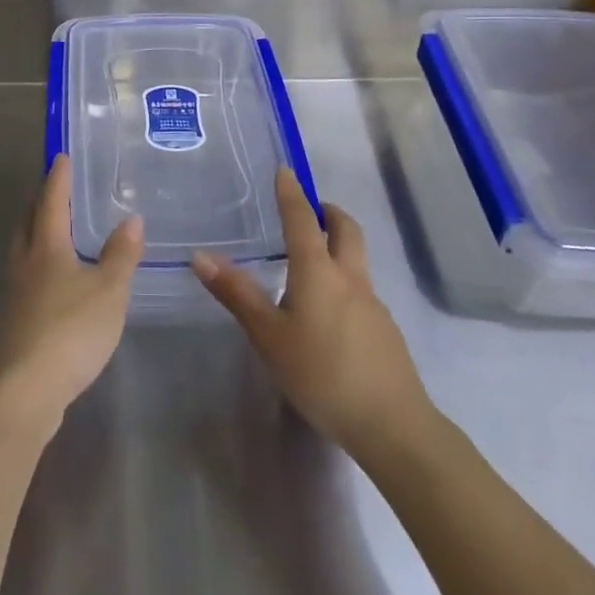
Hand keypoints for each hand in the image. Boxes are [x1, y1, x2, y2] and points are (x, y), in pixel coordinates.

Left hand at [0, 155, 143, 425]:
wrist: (25, 389)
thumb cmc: (71, 330)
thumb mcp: (109, 290)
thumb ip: (121, 254)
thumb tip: (132, 218)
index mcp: (46, 248)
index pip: (50, 202)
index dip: (57, 179)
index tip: (60, 157)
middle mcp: (24, 263)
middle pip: (27, 222)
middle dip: (39, 201)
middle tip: (52, 187)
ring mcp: (14, 293)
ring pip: (22, 250)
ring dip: (34, 232)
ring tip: (52, 228)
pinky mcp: (13, 321)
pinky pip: (25, 277)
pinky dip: (37, 264)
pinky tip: (52, 280)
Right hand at [191, 171, 437, 461]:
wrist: (392, 424)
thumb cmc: (322, 373)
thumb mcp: (269, 336)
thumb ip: (237, 294)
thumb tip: (201, 255)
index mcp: (318, 271)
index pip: (302, 219)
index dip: (291, 193)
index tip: (285, 170)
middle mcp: (350, 278)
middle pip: (346, 230)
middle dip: (328, 212)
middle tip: (310, 209)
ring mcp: (373, 304)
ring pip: (356, 260)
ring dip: (337, 246)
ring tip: (310, 263)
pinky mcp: (384, 331)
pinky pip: (361, 290)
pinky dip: (343, 281)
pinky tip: (328, 314)